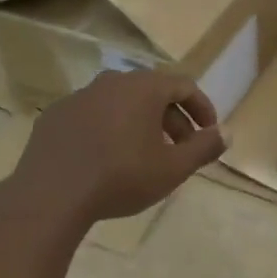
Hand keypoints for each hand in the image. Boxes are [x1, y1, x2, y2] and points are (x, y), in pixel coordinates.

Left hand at [12, 70, 225, 222]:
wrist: (50, 195)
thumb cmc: (121, 177)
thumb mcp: (172, 168)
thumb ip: (203, 148)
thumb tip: (226, 133)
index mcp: (144, 87)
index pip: (184, 85)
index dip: (202, 108)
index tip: (208, 133)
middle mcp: (112, 81)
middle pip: (152, 92)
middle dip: (172, 119)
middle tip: (180, 150)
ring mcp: (79, 96)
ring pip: (120, 103)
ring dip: (139, 123)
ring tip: (144, 155)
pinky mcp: (55, 116)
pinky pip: (91, 115)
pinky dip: (107, 129)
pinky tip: (105, 159)